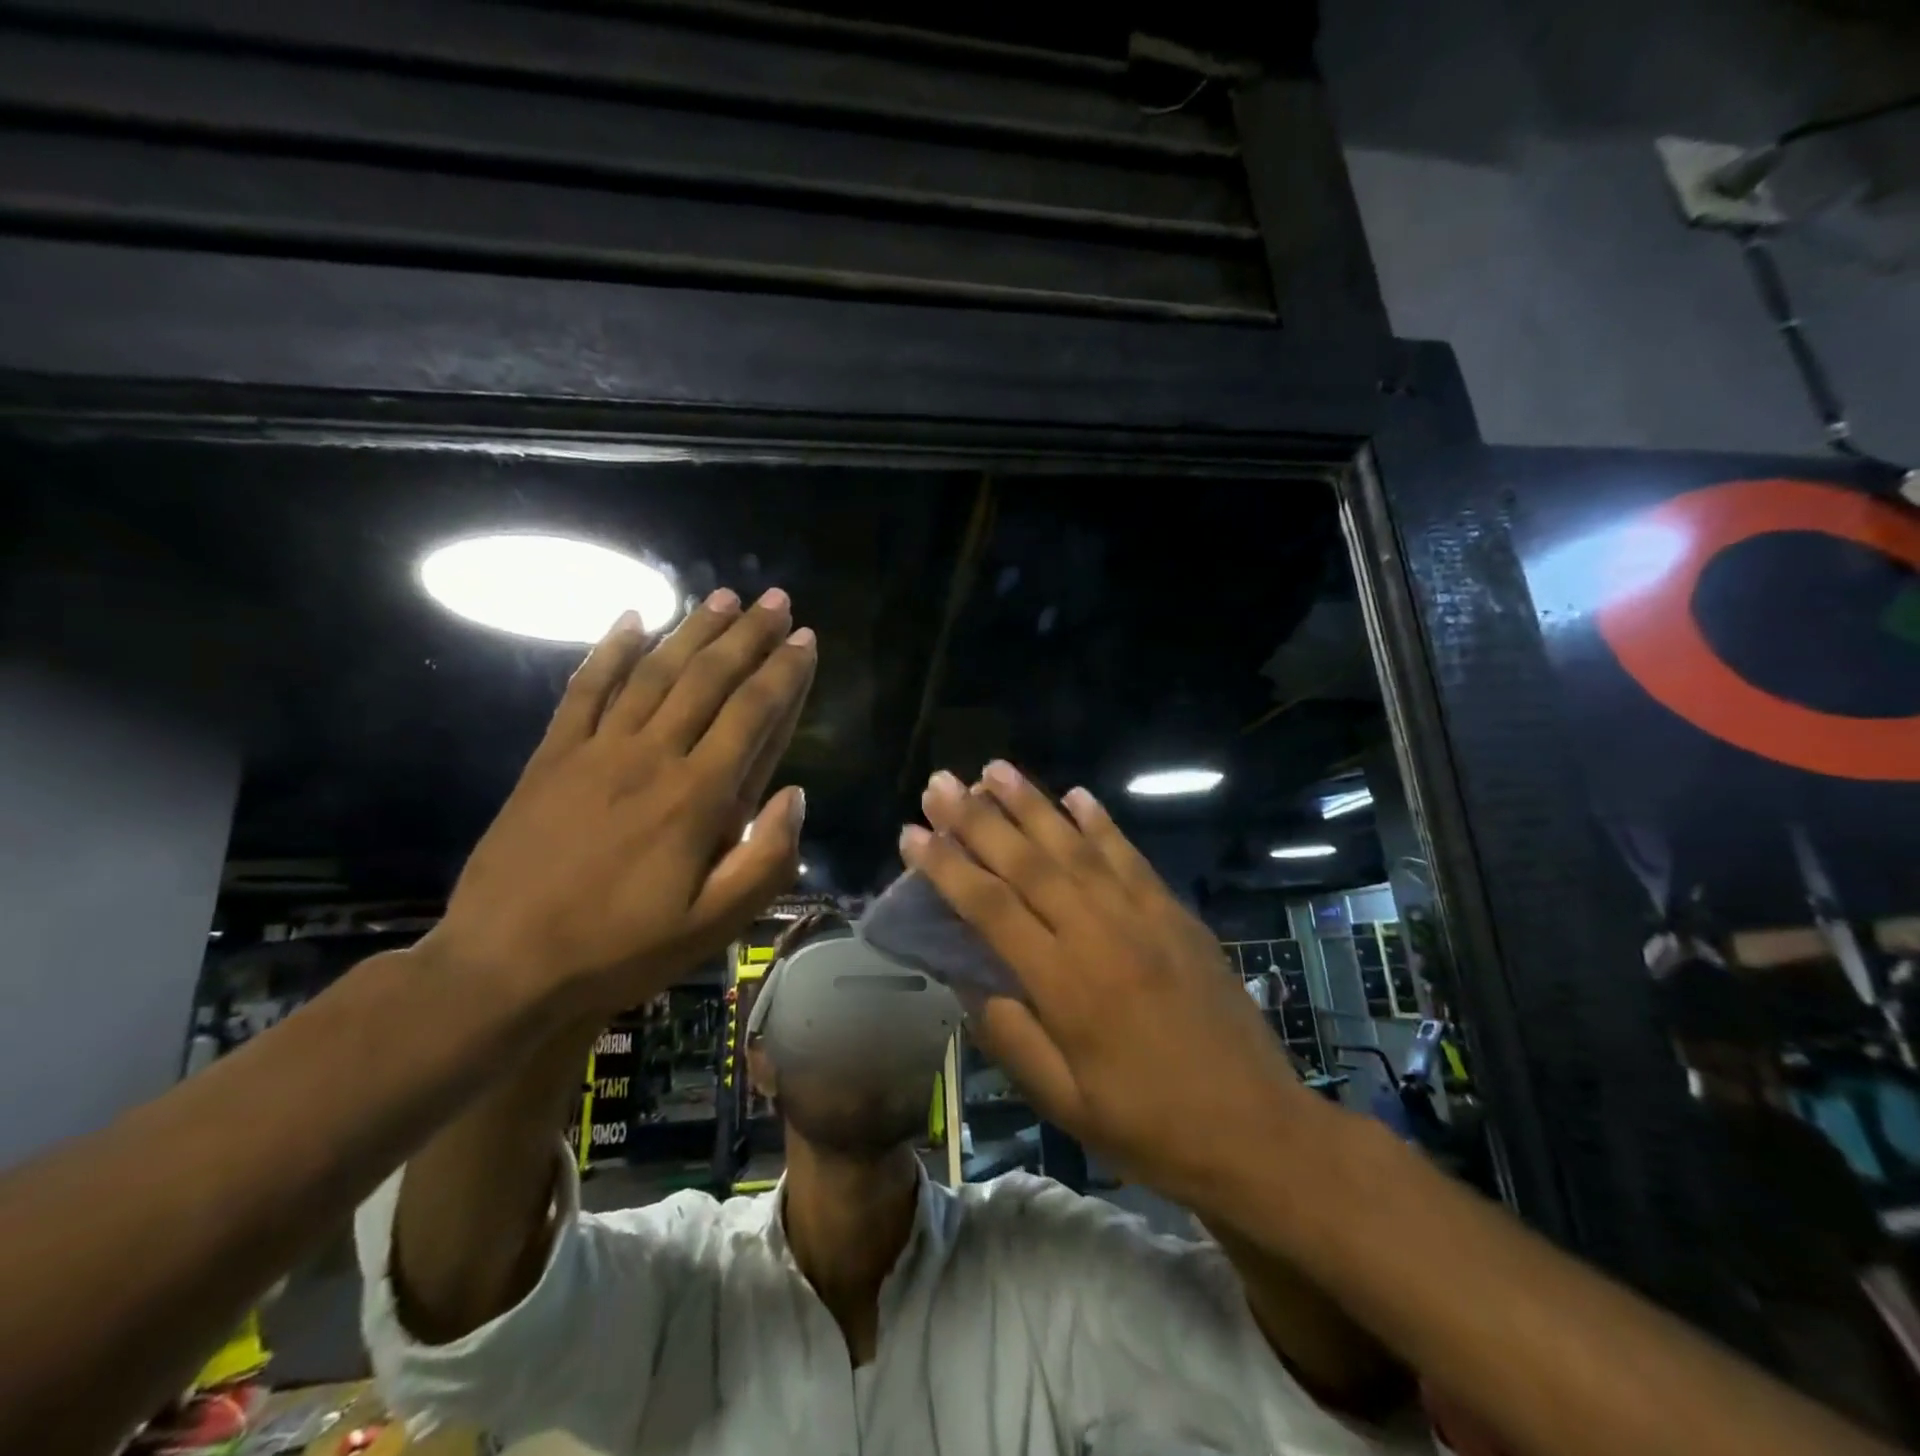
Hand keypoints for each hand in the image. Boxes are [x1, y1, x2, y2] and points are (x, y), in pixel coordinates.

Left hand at [425, 587, 815, 1016]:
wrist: (503, 965)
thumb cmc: (620, 949)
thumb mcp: (713, 926)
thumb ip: (766, 860)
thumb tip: (796, 794)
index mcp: (697, 797)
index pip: (752, 714)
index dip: (784, 673)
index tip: (806, 639)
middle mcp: (652, 756)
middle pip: (708, 679)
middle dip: (748, 635)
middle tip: (776, 600)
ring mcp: (597, 750)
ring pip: (654, 672)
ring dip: (692, 630)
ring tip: (722, 596)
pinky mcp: (552, 756)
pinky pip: (584, 689)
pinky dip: (608, 651)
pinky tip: (630, 619)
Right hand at [901, 762, 1317, 1204]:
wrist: (1256, 1131)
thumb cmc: (1148, 1125)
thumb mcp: (1063, 1101)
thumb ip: (1008, 1033)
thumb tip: (964, 976)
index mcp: (1064, 984)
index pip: (990, 908)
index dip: (946, 867)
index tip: (912, 833)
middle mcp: (1100, 934)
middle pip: (1028, 862)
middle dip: (978, 819)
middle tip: (941, 781)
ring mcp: (1144, 917)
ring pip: (1076, 847)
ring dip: (1033, 804)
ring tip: (995, 769)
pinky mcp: (1176, 914)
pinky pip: (1130, 857)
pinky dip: (1101, 822)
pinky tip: (1077, 794)